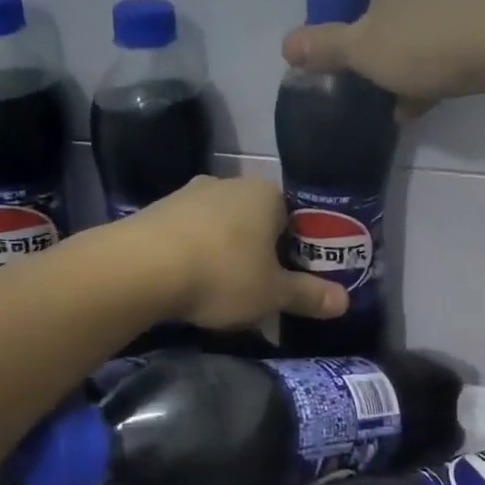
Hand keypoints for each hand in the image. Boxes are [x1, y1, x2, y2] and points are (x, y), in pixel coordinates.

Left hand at [130, 176, 346, 330]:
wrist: (139, 268)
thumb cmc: (222, 274)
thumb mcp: (272, 294)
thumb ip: (309, 295)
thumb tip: (345, 300)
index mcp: (266, 194)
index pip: (295, 217)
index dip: (297, 249)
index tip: (291, 278)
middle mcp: (230, 183)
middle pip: (257, 219)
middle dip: (260, 251)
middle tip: (259, 288)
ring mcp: (190, 193)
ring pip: (221, 225)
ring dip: (225, 251)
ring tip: (220, 290)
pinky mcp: (158, 209)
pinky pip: (189, 232)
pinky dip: (194, 253)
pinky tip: (188, 282)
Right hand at [280, 0, 484, 114]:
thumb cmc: (429, 36)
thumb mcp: (364, 49)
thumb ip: (323, 46)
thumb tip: (287, 45)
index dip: (330, 5)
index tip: (333, 41)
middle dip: (369, 31)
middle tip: (363, 66)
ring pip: (417, 5)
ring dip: (402, 48)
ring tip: (397, 96)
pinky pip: (450, 14)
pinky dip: (435, 47)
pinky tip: (430, 95)